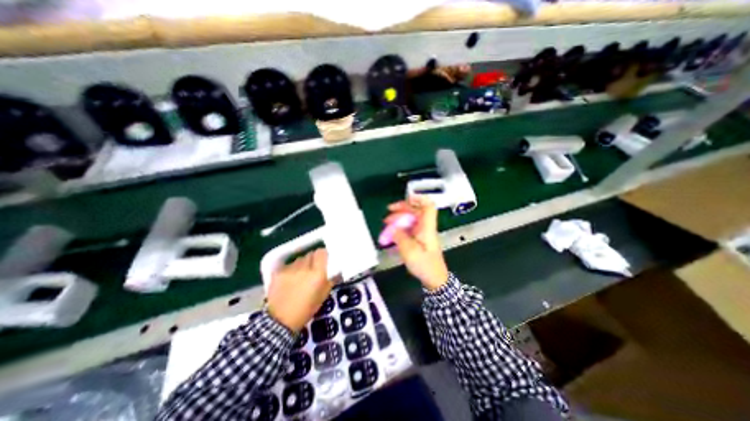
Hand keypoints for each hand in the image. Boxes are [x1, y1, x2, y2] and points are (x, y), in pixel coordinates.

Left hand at [267, 249, 329, 333]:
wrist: (280, 321)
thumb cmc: (306, 310)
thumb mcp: (323, 296)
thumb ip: (330, 280)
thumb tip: (336, 272)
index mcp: (317, 273)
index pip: (321, 252)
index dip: (323, 254)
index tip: (324, 260)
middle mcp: (304, 267)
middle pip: (310, 254)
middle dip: (313, 259)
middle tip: (313, 268)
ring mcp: (290, 269)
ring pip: (299, 259)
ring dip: (302, 264)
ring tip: (300, 274)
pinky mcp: (278, 272)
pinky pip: (288, 265)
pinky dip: (291, 269)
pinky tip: (289, 279)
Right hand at [383, 195, 446, 289]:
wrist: (434, 279)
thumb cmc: (425, 265)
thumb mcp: (409, 251)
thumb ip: (399, 237)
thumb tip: (393, 229)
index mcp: (426, 227)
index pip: (428, 206)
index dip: (418, 198)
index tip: (405, 199)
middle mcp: (426, 227)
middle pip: (416, 211)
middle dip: (401, 209)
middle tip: (389, 213)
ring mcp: (423, 233)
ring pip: (411, 219)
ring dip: (399, 219)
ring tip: (387, 224)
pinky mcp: (420, 239)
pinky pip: (409, 228)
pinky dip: (400, 228)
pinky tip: (392, 233)